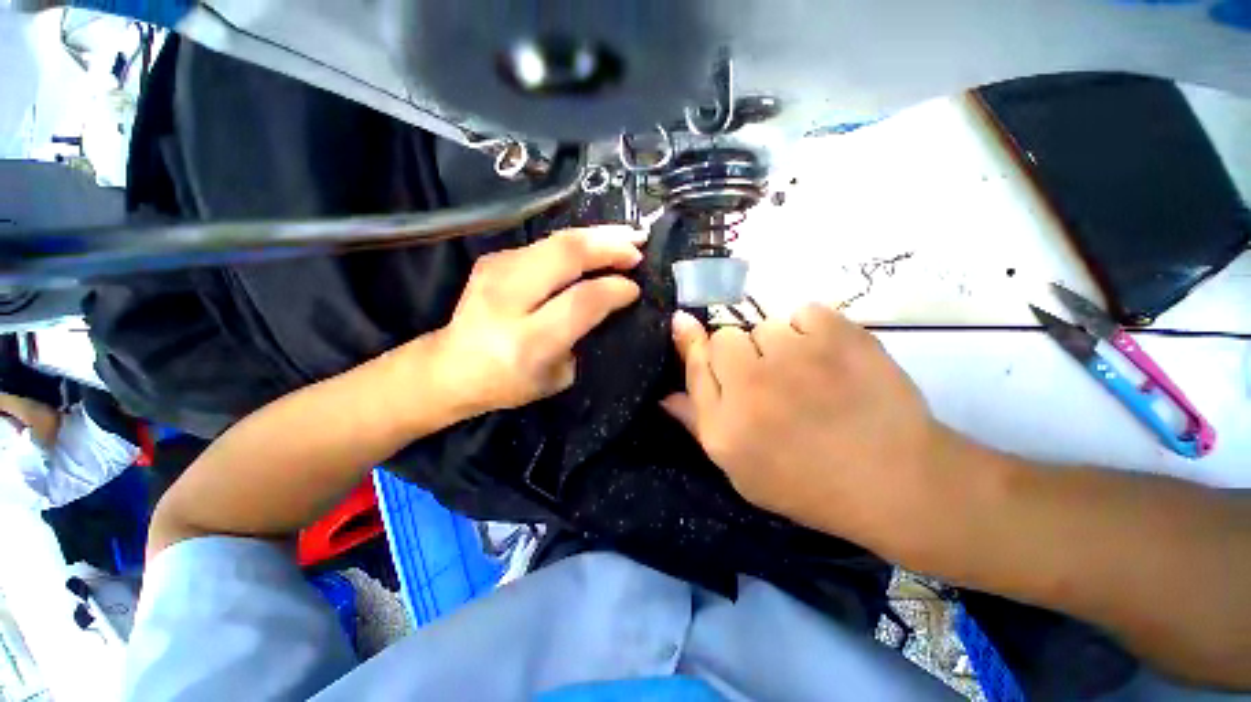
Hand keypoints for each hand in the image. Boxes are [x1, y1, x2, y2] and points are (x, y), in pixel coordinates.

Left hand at [429, 226, 643, 414]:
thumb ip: (583, 337)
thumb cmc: (508, 383)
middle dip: (609, 245)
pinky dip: (577, 242)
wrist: (451, 368)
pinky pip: (545, 244)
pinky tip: (595, 244)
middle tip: (639, 245)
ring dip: (596, 235)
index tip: (635, 288)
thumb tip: (608, 301)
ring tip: (626, 236)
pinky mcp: (493, 259)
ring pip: (556, 240)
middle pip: (566, 255)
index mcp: (528, 340)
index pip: (581, 300)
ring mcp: (496, 272)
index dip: (614, 289)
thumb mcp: (557, 376)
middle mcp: (508, 299)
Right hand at [662, 304, 957, 544]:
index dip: (690, 342)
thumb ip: (699, 425)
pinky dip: (813, 330)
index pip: (695, 364)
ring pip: (765, 326)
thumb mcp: (741, 470)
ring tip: (807, 374)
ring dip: (778, 345)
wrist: (895, 481)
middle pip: (725, 337)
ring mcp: (794, 357)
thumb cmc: (809, 483)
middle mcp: (750, 386)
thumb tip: (664, 394)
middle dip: (739, 353)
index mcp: (724, 425)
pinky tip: (831, 359)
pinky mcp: (838, 335)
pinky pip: (804, 312)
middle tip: (767, 376)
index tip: (684, 322)